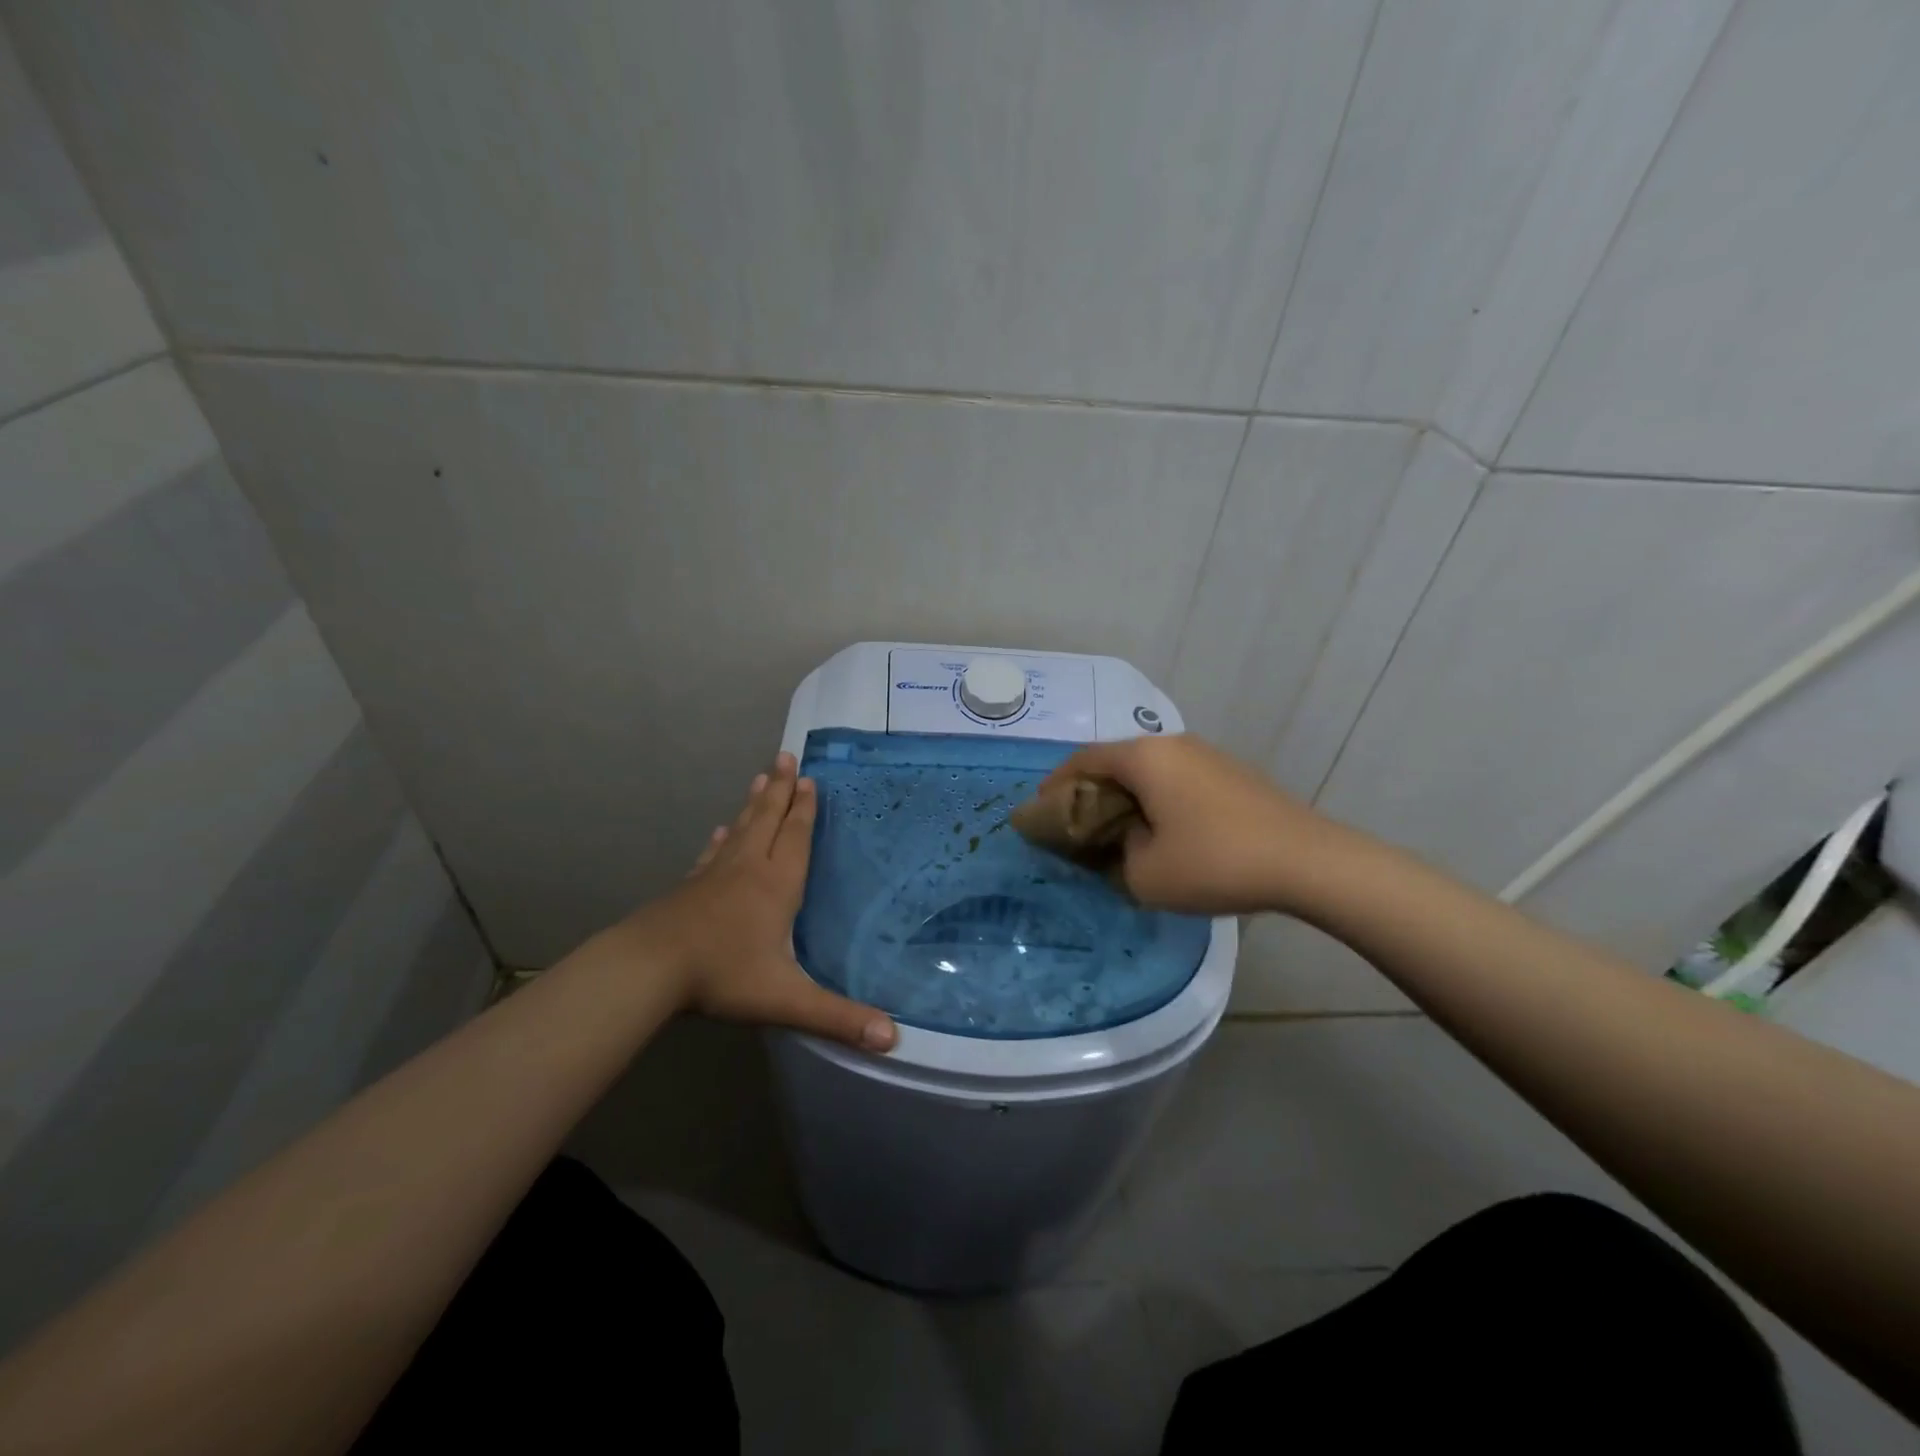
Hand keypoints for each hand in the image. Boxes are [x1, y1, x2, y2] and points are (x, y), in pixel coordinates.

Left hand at [623, 753, 896, 1051]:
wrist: (649, 969)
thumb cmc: (723, 976)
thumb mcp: (786, 999)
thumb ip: (839, 1017)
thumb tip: (893, 1039)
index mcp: (777, 885)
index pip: (796, 837)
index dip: (805, 809)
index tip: (810, 779)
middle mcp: (749, 870)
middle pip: (768, 820)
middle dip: (781, 789)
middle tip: (786, 756)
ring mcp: (715, 876)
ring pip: (741, 829)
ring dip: (754, 803)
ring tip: (761, 777)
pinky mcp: (690, 888)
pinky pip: (713, 854)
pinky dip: (721, 839)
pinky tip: (721, 832)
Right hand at [1038, 734, 1343, 915]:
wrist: (1308, 861)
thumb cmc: (1215, 862)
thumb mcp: (1145, 874)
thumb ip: (1114, 855)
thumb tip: (1121, 841)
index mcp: (1143, 758)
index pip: (1082, 760)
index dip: (1055, 785)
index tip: (1040, 811)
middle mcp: (1172, 744)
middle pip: (1114, 760)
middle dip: (1089, 791)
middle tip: (1075, 825)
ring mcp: (1206, 755)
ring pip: (1148, 770)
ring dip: (1125, 795)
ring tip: (1116, 830)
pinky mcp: (1230, 773)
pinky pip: (1176, 779)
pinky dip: (1155, 798)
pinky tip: (1161, 829)